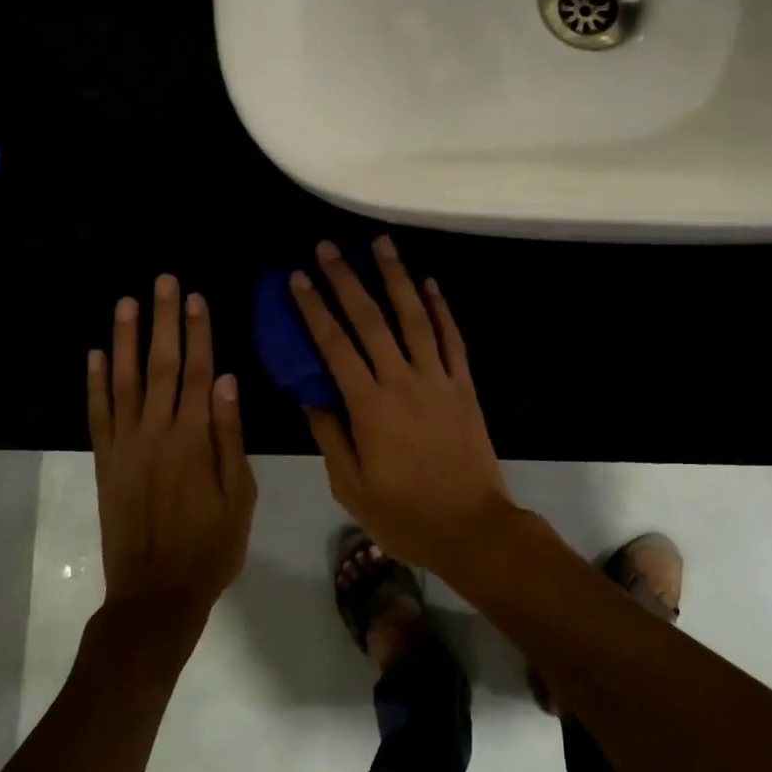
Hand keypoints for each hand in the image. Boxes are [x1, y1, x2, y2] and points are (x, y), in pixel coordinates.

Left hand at [87, 275, 256, 646]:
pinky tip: (93, 355)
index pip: (197, 372)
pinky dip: (94, 383)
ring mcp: (124, 446)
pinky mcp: (104, 463)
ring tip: (126, 303)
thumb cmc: (211, 546)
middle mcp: (155, 432)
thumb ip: (229, 435)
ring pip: (122, 381)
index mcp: (193, 438)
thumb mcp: (239, 495)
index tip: (197, 298)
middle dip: (163, 320)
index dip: (198, 332)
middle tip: (163, 282)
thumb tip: (227, 380)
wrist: (156, 595)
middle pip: (160, 365)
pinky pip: (97, 415)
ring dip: (123, 340)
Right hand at [290, 237, 513, 570]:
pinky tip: (430, 284)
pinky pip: (452, 339)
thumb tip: (309, 395)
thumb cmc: (405, 514)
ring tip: (382, 244)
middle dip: (347, 279)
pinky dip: (442, 308)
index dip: (314, 308)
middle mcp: (403, 380)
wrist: (472, 527)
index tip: (299, 277)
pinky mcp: (465, 385)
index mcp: (369, 405)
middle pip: (371, 319)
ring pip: (415, 317)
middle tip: (329, 246)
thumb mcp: (351, 486)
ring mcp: (439, 379)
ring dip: (397, 277)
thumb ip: (329, 436)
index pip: (335, 345)